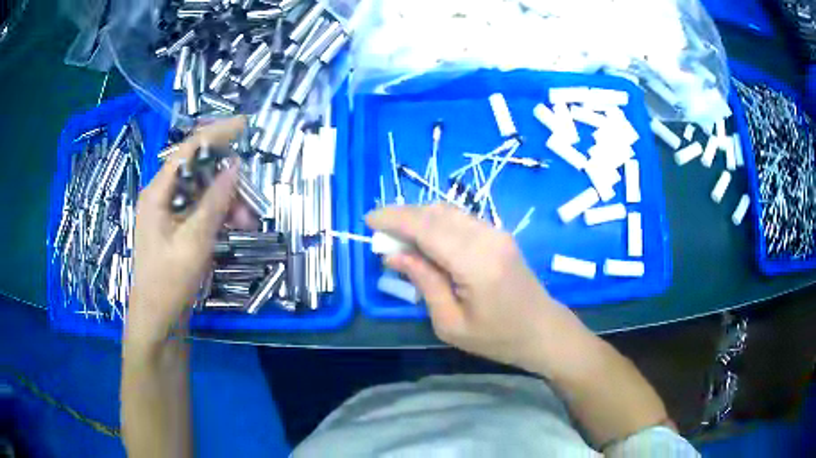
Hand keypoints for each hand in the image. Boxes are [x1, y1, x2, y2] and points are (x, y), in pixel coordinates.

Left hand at [126, 117, 247, 349]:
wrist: (157, 322)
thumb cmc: (168, 282)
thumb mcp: (194, 241)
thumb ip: (214, 202)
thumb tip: (235, 166)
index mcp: (157, 193)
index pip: (188, 151)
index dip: (216, 134)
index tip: (245, 124)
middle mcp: (161, 197)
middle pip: (197, 172)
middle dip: (227, 182)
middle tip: (251, 202)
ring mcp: (168, 215)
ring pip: (202, 193)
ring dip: (226, 202)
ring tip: (246, 223)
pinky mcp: (176, 230)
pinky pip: (200, 212)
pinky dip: (219, 216)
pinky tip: (234, 228)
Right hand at [366, 204, 588, 370]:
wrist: (543, 330)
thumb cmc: (498, 338)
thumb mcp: (451, 323)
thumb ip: (423, 282)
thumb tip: (393, 255)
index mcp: (476, 262)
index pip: (427, 227)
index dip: (394, 219)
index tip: (368, 220)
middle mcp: (487, 237)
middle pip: (435, 213)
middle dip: (402, 216)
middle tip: (379, 233)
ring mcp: (496, 232)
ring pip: (447, 211)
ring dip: (418, 218)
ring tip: (397, 237)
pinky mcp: (498, 234)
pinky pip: (460, 219)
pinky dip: (435, 223)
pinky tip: (424, 239)